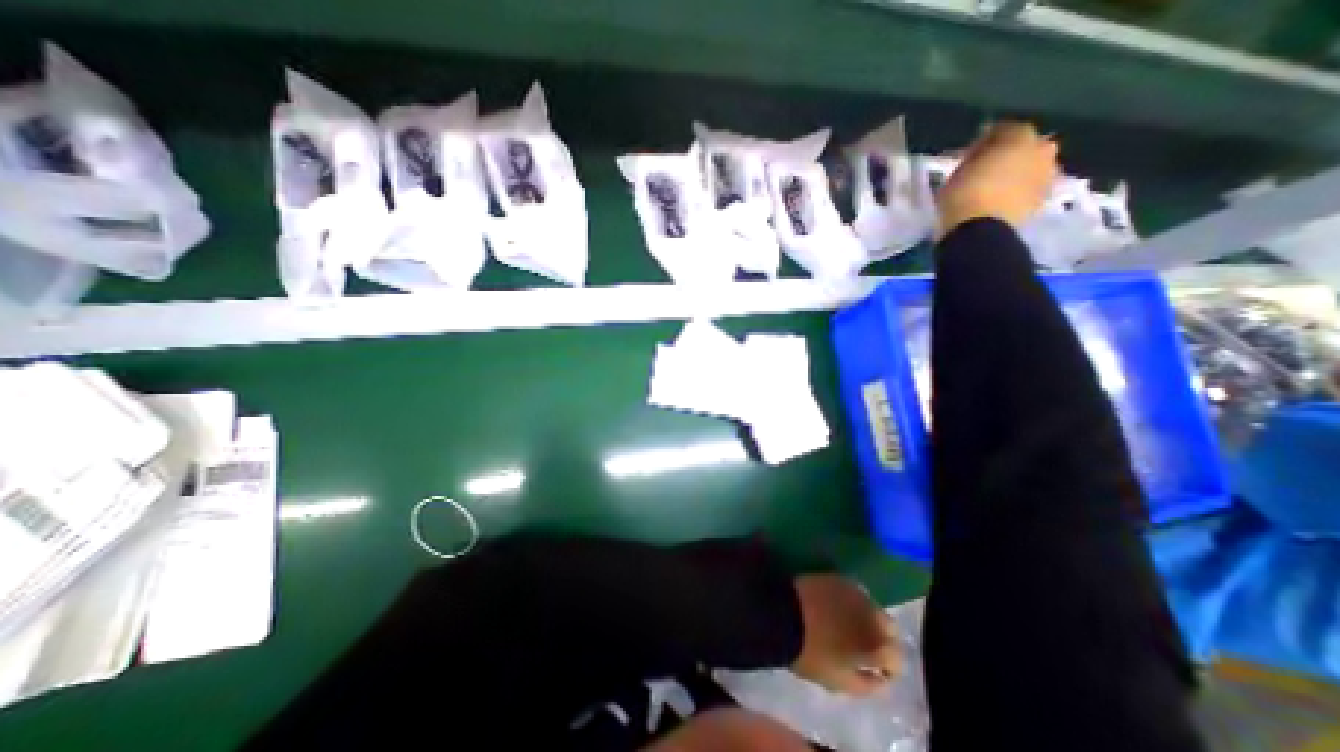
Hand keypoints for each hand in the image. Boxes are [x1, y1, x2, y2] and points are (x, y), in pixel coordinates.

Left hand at [787, 577, 899, 691]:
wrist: (782, 613)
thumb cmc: (811, 653)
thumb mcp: (841, 682)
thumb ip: (869, 685)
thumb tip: (881, 678)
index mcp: (878, 644)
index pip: (896, 659)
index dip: (886, 667)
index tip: (871, 670)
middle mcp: (873, 614)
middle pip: (889, 628)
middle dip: (881, 638)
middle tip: (861, 646)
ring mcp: (856, 591)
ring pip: (871, 606)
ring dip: (865, 616)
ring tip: (845, 624)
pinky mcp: (838, 577)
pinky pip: (853, 591)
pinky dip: (850, 601)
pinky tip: (834, 607)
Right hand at [939, 119, 1056, 230]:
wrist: (981, 230)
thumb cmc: (964, 195)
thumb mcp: (957, 171)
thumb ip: (972, 159)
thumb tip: (977, 157)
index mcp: (1020, 134)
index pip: (1001, 130)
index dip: (983, 143)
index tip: (967, 156)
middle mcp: (1042, 148)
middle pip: (1023, 147)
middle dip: (1006, 156)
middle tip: (983, 171)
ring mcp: (1047, 175)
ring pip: (1029, 168)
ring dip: (1014, 175)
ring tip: (991, 189)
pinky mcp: (1043, 200)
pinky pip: (1028, 189)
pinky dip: (1017, 192)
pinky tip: (999, 202)